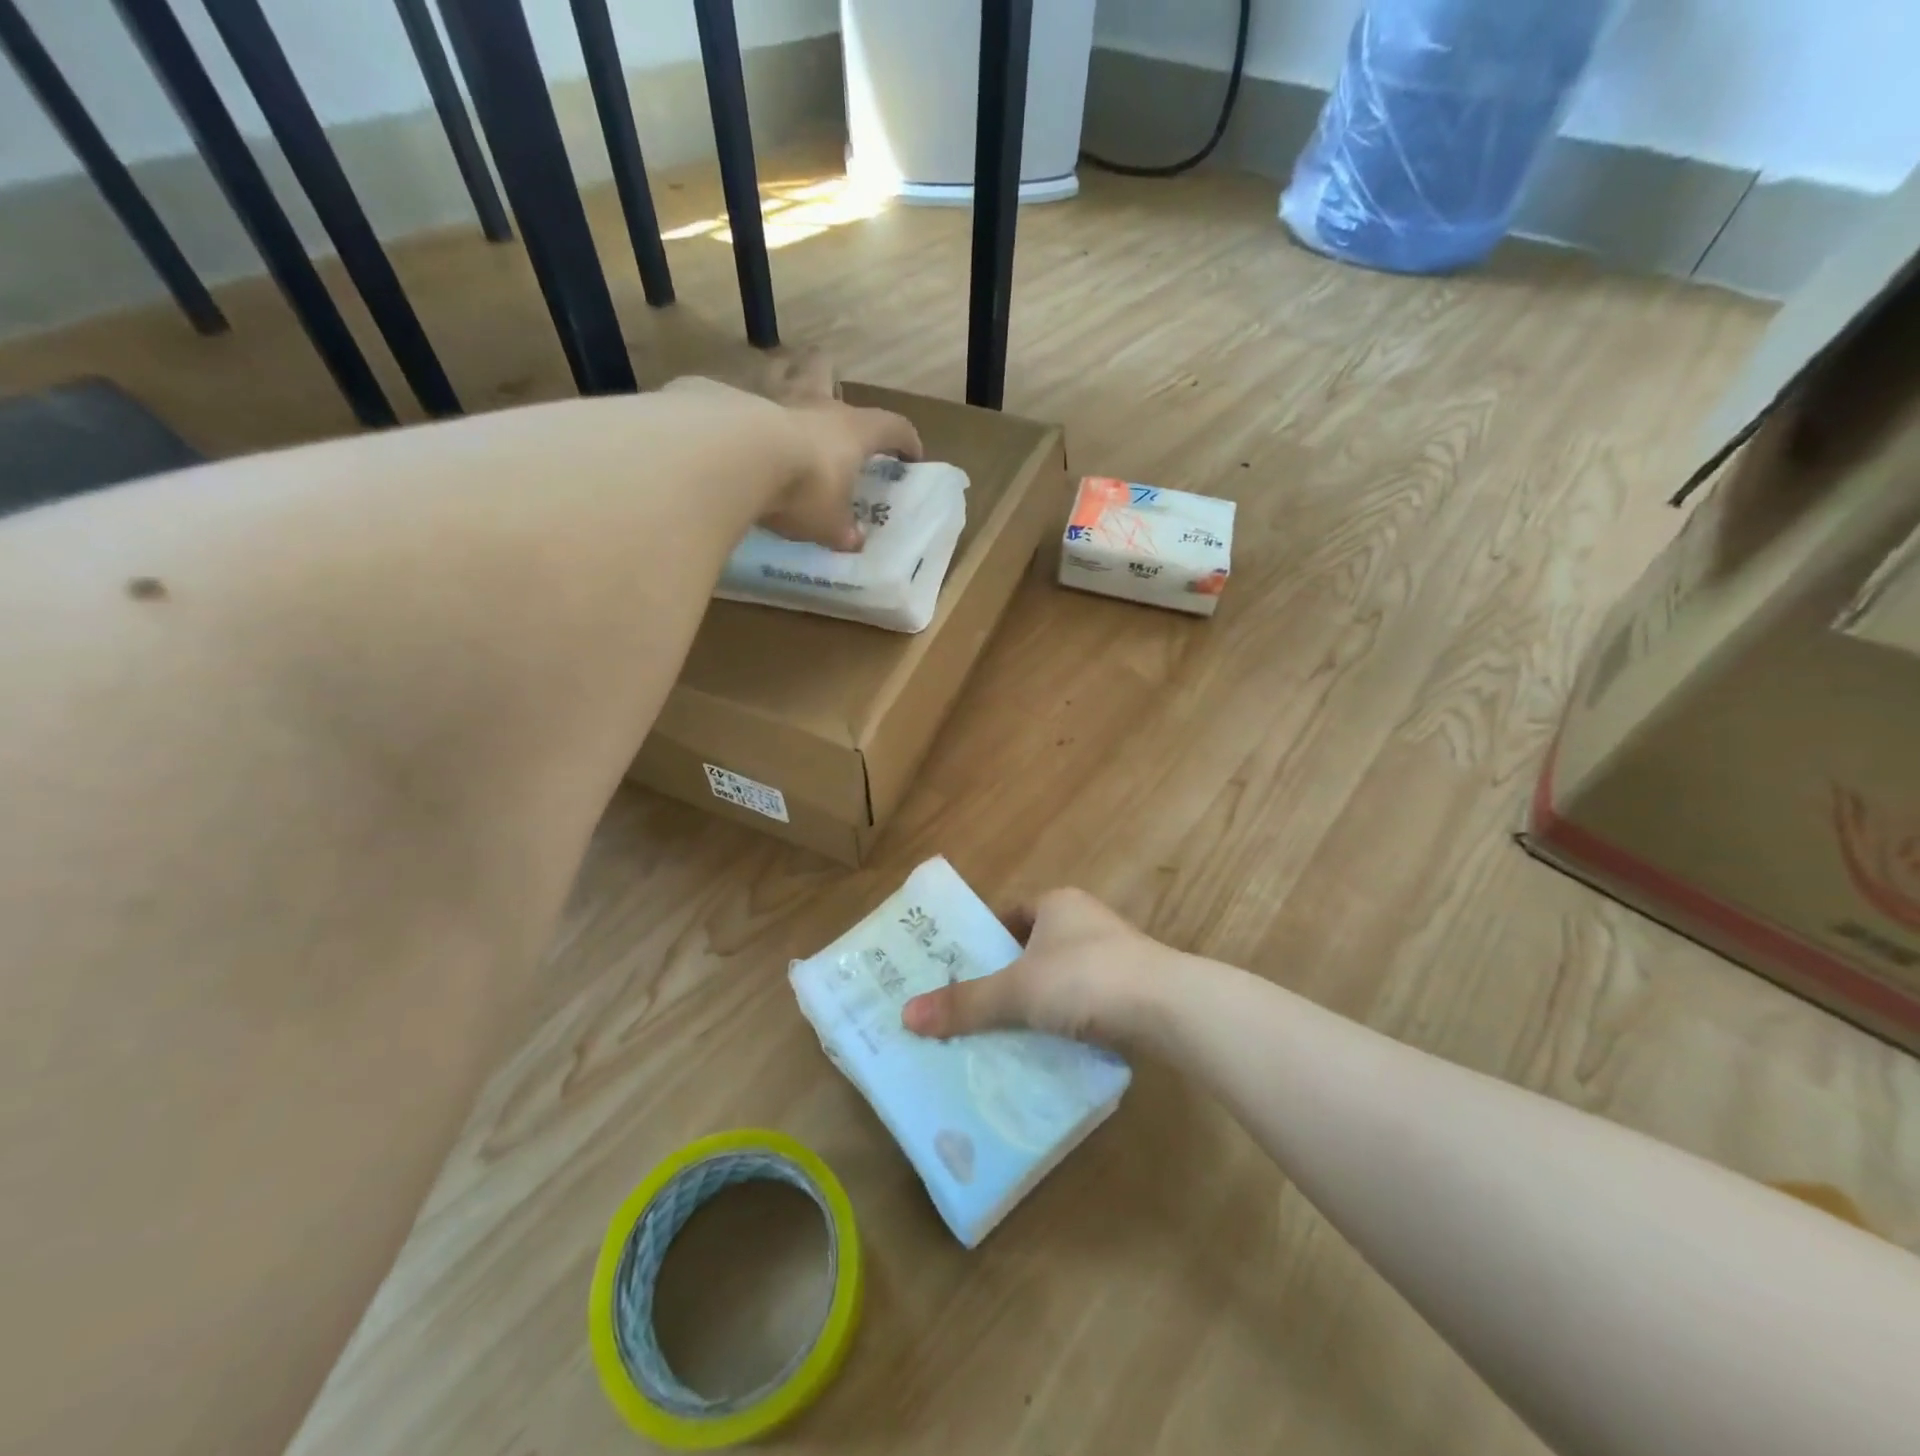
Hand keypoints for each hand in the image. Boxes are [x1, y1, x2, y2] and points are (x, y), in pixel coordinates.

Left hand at [662, 371, 920, 550]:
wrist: (738, 460)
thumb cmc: (803, 489)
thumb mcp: (829, 523)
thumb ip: (842, 531)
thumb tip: (853, 542)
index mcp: (851, 430)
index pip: (892, 426)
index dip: (904, 440)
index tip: (910, 455)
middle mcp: (814, 403)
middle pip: (826, 367)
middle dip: (829, 376)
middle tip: (828, 398)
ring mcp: (770, 396)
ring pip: (781, 368)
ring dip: (783, 377)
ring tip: (778, 399)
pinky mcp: (728, 400)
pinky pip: (738, 393)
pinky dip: (739, 405)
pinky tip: (734, 425)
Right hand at [901, 889, 1166, 1042]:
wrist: (1168, 1007)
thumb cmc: (1084, 979)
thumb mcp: (1018, 991)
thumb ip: (966, 1003)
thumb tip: (906, 1015)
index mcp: (1057, 904)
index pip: (1010, 913)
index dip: (985, 937)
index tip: (961, 968)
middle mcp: (1086, 920)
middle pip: (1034, 946)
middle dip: (1008, 974)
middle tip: (975, 1005)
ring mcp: (1115, 954)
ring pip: (1062, 976)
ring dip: (1039, 1000)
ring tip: (1007, 1032)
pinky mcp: (1134, 988)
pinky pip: (1087, 1000)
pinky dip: (1067, 1019)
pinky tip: (1051, 1046)